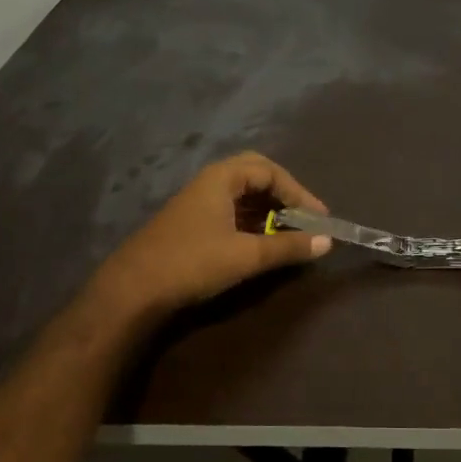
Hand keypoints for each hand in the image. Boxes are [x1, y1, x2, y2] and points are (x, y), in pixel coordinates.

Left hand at [86, 152, 332, 319]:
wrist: (133, 290)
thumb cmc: (192, 263)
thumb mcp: (246, 256)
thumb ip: (288, 247)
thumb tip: (328, 242)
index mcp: (221, 178)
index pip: (270, 171)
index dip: (298, 192)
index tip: (318, 218)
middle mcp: (208, 183)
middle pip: (254, 176)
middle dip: (283, 194)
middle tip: (304, 217)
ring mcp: (196, 204)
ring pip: (241, 196)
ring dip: (268, 210)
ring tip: (289, 234)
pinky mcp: (190, 225)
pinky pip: (229, 213)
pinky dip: (251, 223)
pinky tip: (261, 244)